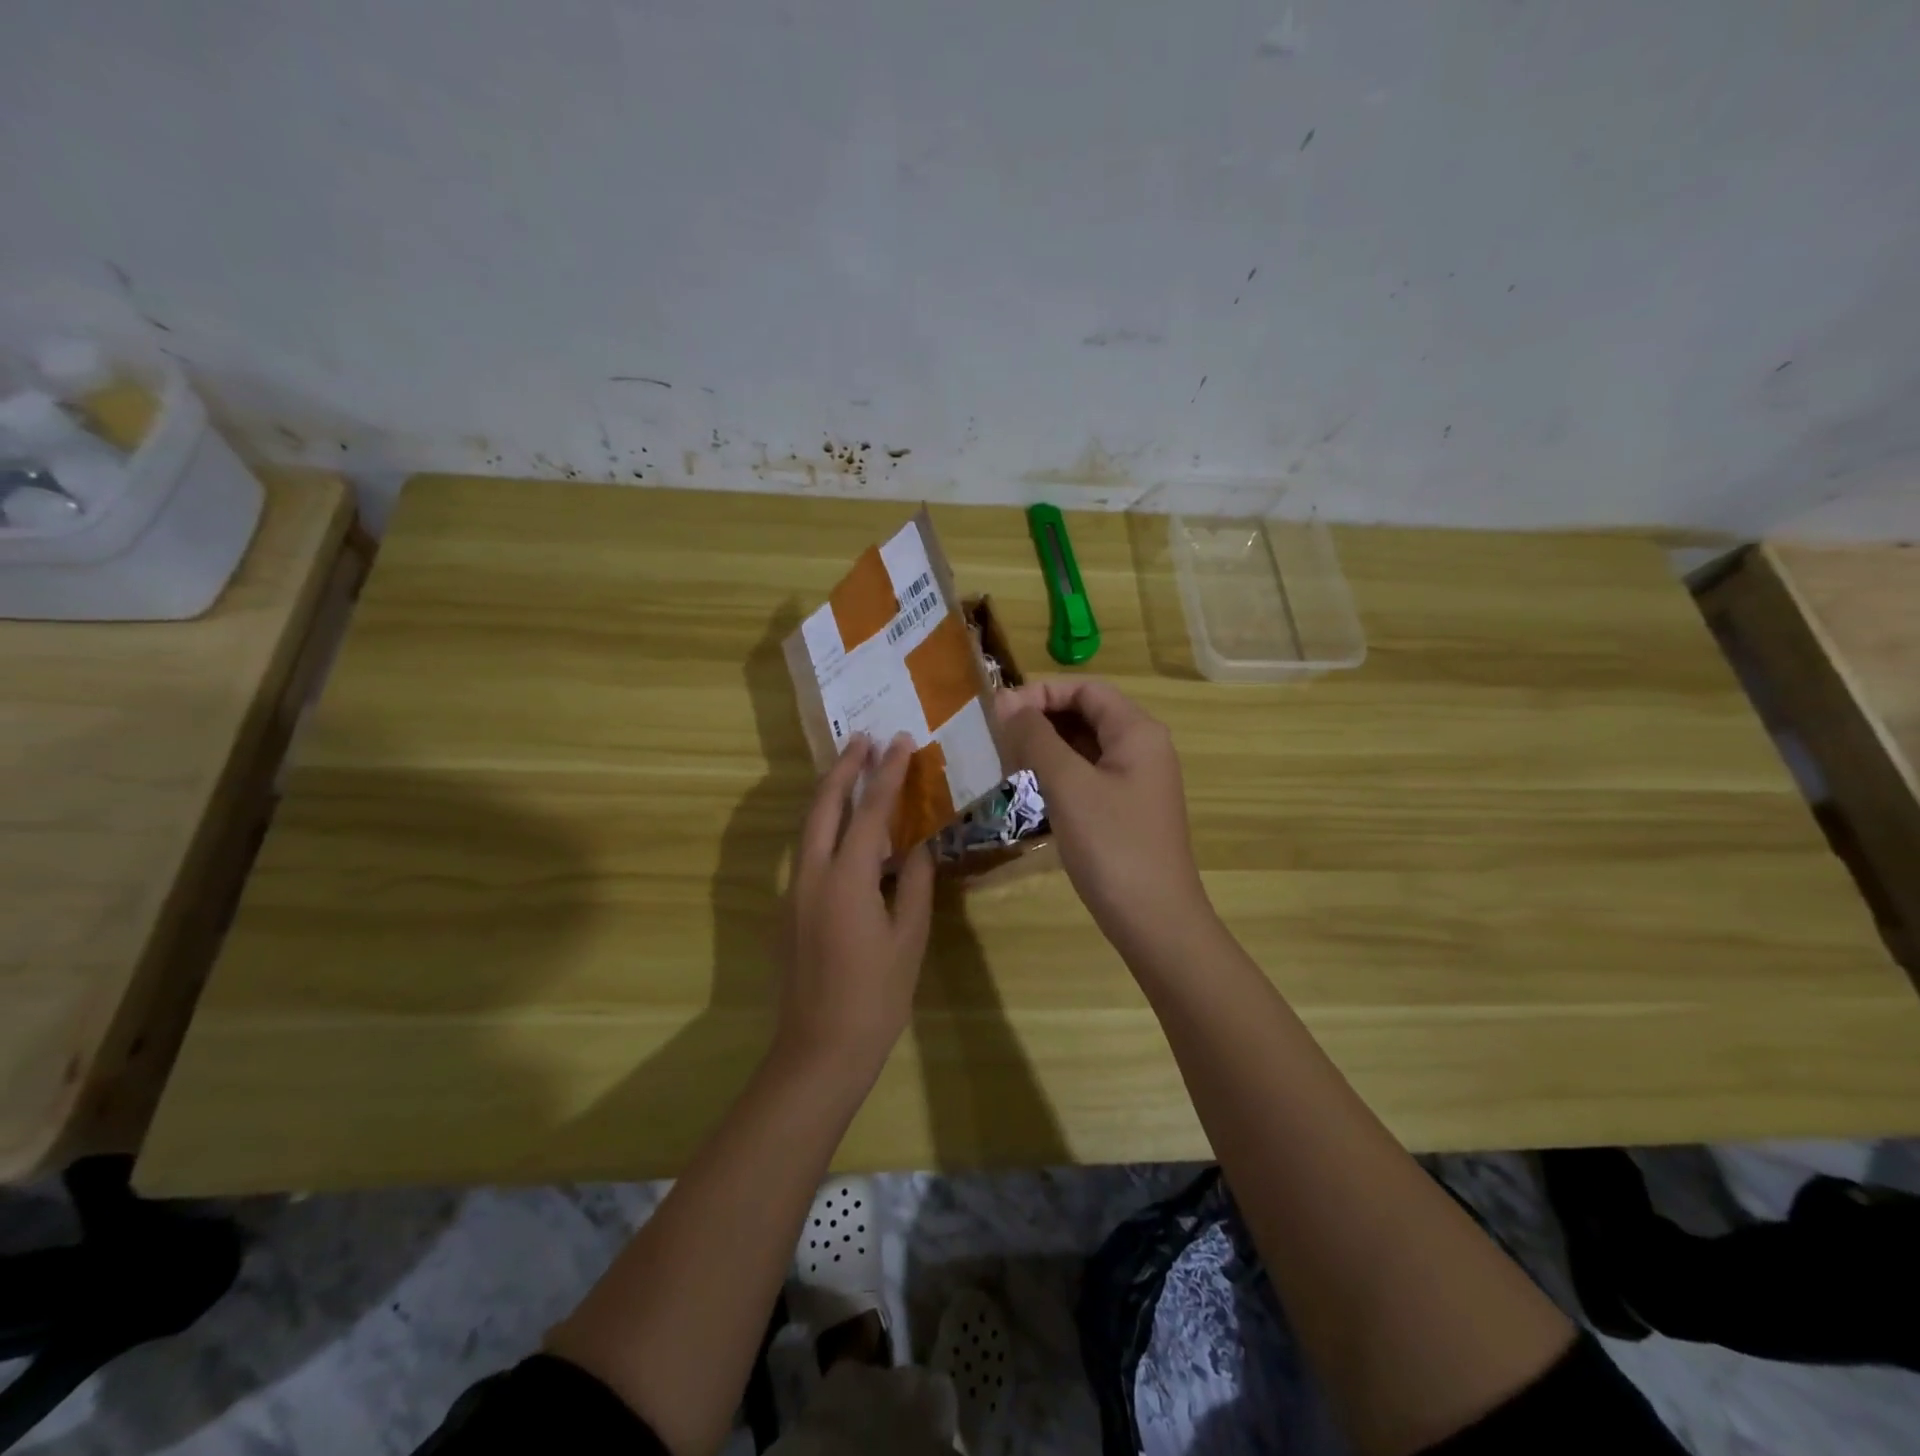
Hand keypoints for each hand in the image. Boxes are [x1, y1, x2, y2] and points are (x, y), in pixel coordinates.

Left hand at [776, 733, 934, 1083]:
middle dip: (843, 768)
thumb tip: (921, 847)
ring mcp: (794, 891)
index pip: (870, 811)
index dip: (887, 774)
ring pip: (808, 827)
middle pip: (823, 805)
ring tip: (852, 771)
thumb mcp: (909, 938)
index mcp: (846, 878)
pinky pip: (807, 852)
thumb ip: (916, 885)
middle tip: (864, 739)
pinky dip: (825, 828)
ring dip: (830, 794)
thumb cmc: (875, 997)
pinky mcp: (788, 909)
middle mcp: (811, 874)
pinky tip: (846, 832)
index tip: (901, 742)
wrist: (819, 1049)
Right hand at [996, 678, 1213, 957]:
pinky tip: (1029, 787)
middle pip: (1086, 713)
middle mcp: (1142, 747)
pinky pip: (1087, 775)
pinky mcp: (1125, 808)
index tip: (998, 711)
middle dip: (1041, 718)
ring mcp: (1135, 780)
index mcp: (1137, 731)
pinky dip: (1058, 773)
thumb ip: (1036, 737)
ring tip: (1005, 758)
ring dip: (1046, 745)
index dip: (1041, 692)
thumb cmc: (1113, 846)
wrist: (1155, 921)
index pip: (1085, 689)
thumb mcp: (1068, 785)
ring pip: (1084, 746)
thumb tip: (1004, 700)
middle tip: (996, 735)